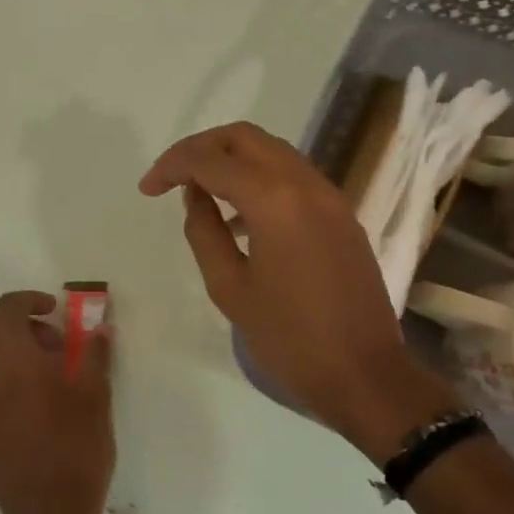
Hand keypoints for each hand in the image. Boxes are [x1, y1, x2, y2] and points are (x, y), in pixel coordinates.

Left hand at [0, 290, 115, 513]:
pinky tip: (39, 401)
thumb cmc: (77, 451)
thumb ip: (95, 356)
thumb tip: (99, 328)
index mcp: (15, 362)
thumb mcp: (97, 398)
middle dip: (18, 321)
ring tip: (51, 372)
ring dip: (11, 348)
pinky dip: (6, 374)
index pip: (6, 309)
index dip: (30, 299)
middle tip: (55, 341)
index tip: (56, 309)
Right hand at [140, 122, 454, 459]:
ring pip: (273, 152)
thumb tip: (196, 195)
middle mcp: (306, 184)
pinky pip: (294, 178)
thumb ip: (204, 231)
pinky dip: (261, 180)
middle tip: (172, 177)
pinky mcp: (343, 215)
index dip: (172, 166)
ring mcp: (331, 197)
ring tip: (201, 193)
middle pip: (245, 138)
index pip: (212, 160)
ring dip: (233, 160)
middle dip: (202, 148)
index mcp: (275, 200)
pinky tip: (240, 217)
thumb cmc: (289, 338)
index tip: (148, 189)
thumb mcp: (230, 288)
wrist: (365, 375)